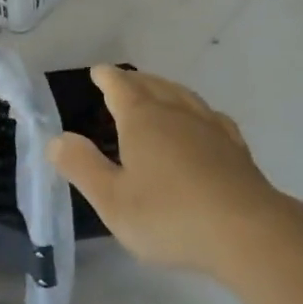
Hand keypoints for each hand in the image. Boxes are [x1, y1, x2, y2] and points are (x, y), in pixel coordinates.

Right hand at [47, 67, 285, 280]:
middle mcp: (176, 113)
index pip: (121, 87)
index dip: (108, 78)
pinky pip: (211, 116)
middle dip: (135, 80)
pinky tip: (202, 121)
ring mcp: (210, 127)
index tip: (99, 72)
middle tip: (124, 80)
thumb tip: (56, 138)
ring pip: (183, 96)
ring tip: (158, 91)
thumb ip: (82, 167)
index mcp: (143, 119)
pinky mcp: (236, 148)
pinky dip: (197, 111)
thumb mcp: (113, 200)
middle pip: (153, 85)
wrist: (246, 232)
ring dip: (166, 89)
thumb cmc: (170, 216)